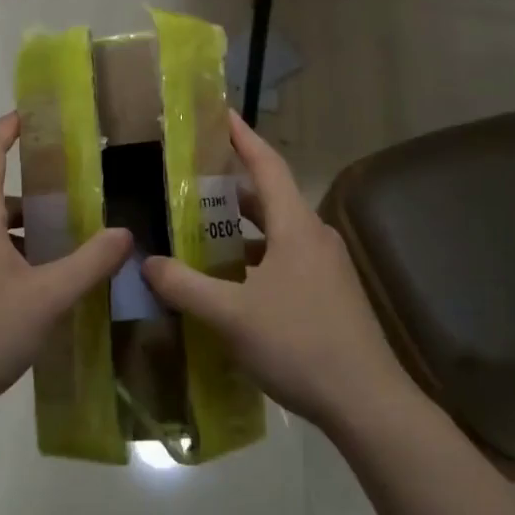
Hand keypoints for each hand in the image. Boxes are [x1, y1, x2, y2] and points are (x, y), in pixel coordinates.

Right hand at [143, 113, 410, 430]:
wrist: (368, 402)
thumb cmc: (300, 344)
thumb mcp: (232, 316)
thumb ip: (186, 287)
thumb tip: (147, 263)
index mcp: (296, 226)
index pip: (267, 165)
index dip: (242, 137)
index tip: (220, 113)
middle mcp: (314, 237)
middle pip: (270, 197)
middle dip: (232, 186)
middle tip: (191, 179)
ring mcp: (326, 267)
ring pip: (277, 233)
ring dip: (242, 228)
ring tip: (202, 229)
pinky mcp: (330, 294)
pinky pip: (286, 260)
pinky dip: (255, 258)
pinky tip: (231, 282)